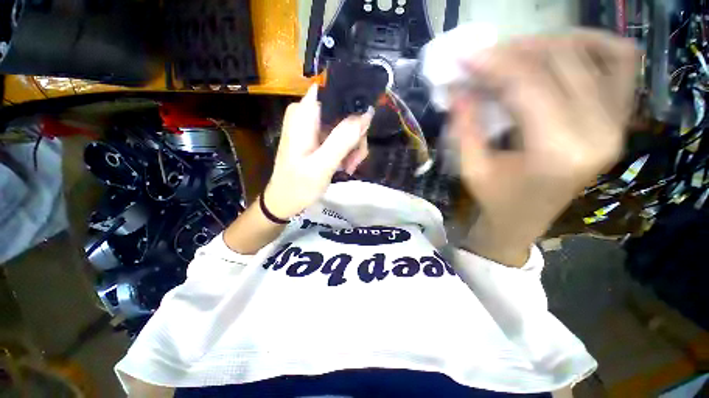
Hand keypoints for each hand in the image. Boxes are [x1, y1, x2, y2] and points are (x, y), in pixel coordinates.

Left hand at [264, 84, 373, 218]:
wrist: (285, 201)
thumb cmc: (299, 186)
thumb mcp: (322, 165)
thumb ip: (342, 140)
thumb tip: (366, 115)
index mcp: (304, 113)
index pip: (336, 92)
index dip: (355, 105)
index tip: (363, 130)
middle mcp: (308, 113)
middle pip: (345, 112)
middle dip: (355, 136)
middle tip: (354, 160)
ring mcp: (313, 125)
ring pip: (346, 126)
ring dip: (353, 147)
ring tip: (348, 167)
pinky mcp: (317, 137)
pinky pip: (340, 136)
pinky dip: (347, 152)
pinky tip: (345, 166)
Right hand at [452, 30, 637, 265]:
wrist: (526, 220)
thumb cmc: (495, 200)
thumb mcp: (471, 169)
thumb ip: (465, 127)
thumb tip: (458, 88)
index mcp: (556, 152)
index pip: (528, 86)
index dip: (494, 64)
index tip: (467, 55)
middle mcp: (598, 133)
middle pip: (561, 63)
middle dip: (516, 51)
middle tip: (485, 55)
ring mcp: (616, 124)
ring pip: (596, 53)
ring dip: (552, 44)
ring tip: (517, 52)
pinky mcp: (618, 121)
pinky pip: (621, 64)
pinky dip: (595, 45)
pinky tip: (564, 50)